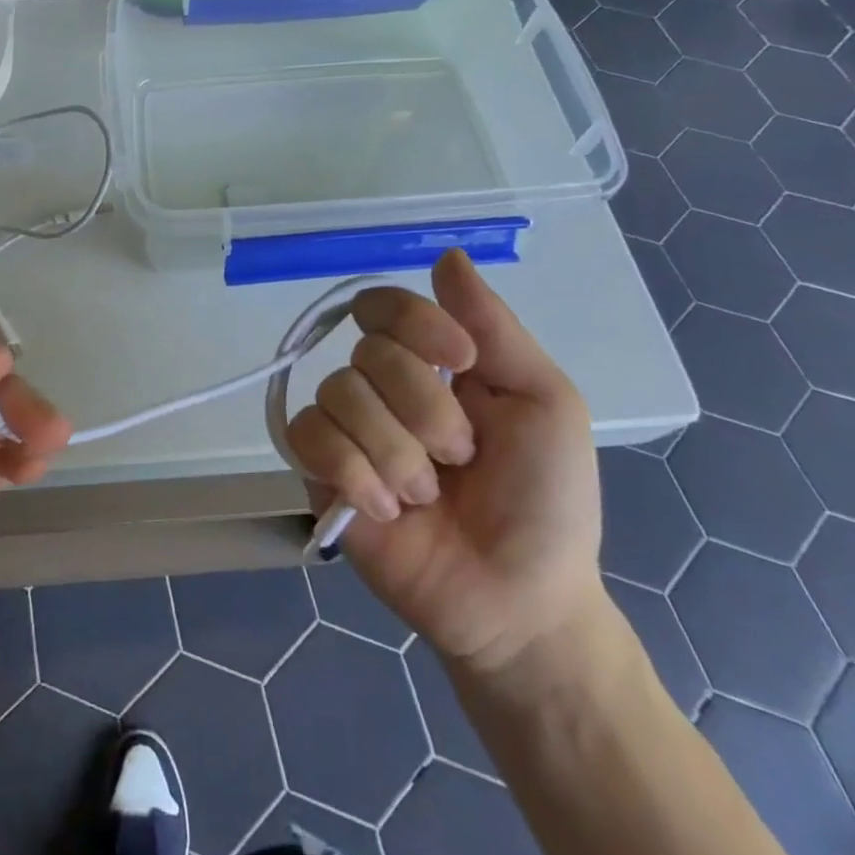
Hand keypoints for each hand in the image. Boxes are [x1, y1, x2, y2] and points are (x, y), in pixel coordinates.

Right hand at [286, 249, 602, 676]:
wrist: (519, 600)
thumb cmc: (545, 499)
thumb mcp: (543, 403)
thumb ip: (493, 327)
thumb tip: (447, 254)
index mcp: (429, 362)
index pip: (385, 306)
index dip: (414, 323)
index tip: (461, 362)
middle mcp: (380, 386)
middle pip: (367, 352)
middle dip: (424, 409)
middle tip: (459, 457)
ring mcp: (346, 429)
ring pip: (339, 395)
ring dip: (395, 451)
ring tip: (426, 496)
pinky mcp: (318, 473)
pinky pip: (309, 438)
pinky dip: (353, 472)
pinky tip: (385, 509)